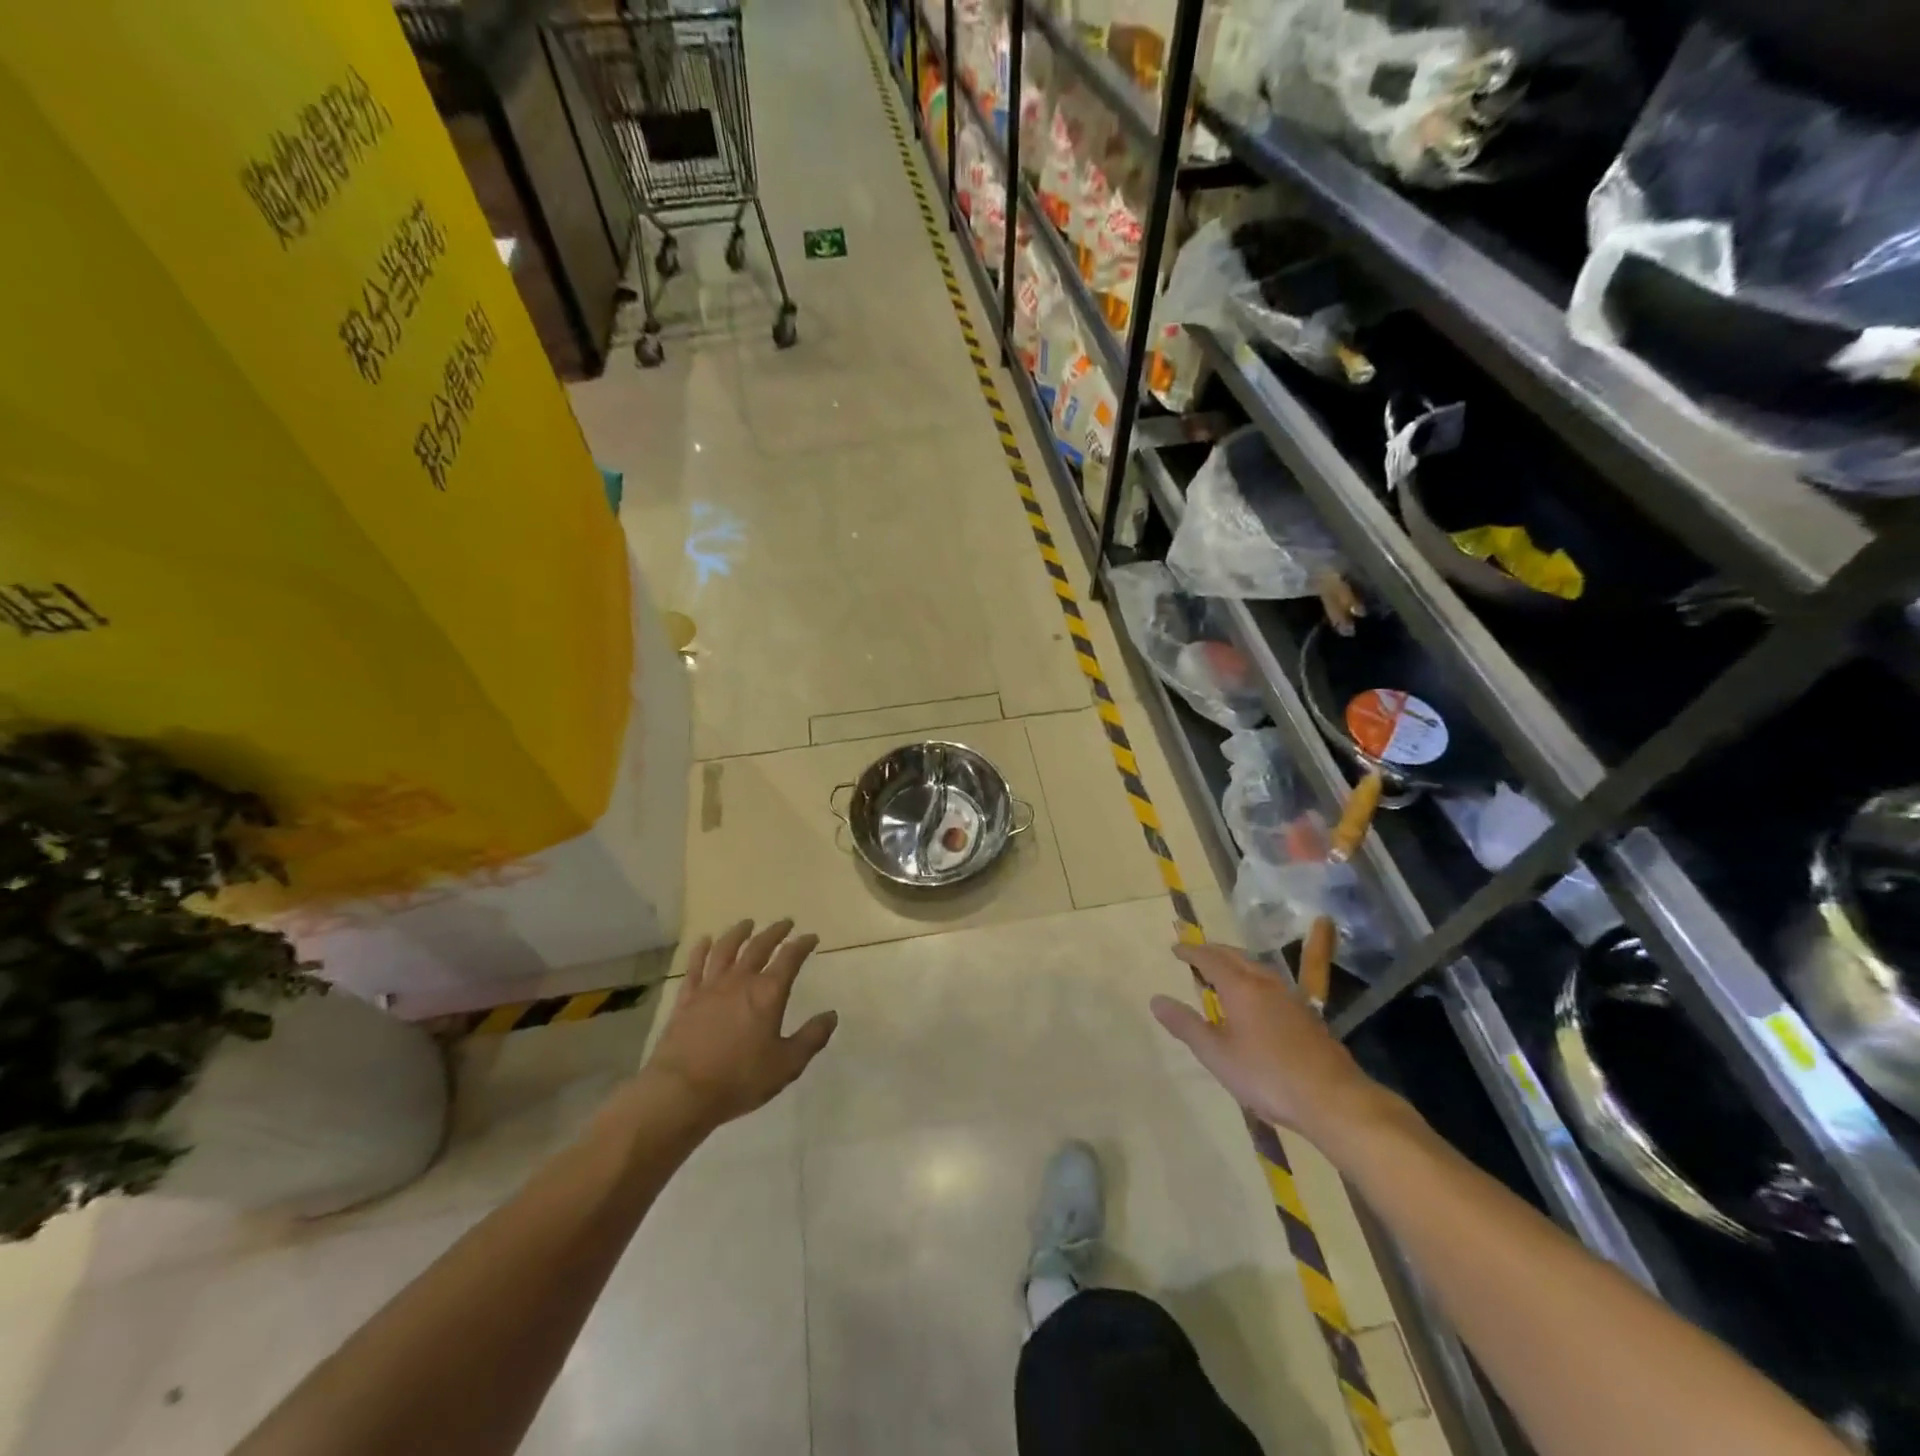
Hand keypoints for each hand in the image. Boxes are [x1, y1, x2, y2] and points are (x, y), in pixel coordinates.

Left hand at [643, 919, 837, 1129]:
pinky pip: (694, 967)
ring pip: (726, 949)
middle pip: (759, 947)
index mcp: (768, 993)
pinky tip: (704, 942)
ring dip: (738, 933)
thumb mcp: (786, 1064)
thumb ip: (811, 1038)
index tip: (811, 937)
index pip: (790, 958)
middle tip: (785, 923)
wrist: (680, 1092)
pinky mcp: (686, 1000)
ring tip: (747, 924)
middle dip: (775, 932)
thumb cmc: (739, 1079)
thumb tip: (831, 1015)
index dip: (802, 944)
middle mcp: (740, 981)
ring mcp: (710, 987)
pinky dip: (700, 951)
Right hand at [1151, 941, 1393, 1147]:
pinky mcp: (1308, 1016)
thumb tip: (1156, 1000)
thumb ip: (1186, 1025)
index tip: (1176, 948)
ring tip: (1223, 972)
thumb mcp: (1217, 1055)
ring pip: (1258, 968)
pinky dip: (1254, 979)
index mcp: (1241, 988)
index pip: (1210, 959)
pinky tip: (1257, 999)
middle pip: (1236, 956)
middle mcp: (1266, 984)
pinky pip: (1273, 984)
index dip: (1191, 952)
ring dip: (1236, 963)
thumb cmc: (1267, 1076)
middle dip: (1214, 951)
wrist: (1334, 1100)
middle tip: (1197, 954)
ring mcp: (1291, 998)